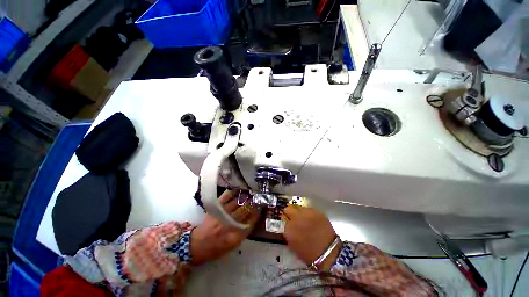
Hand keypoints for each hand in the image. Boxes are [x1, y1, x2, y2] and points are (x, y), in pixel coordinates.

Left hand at [190, 190, 259, 264]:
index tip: (261, 208)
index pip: (250, 222)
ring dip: (245, 197)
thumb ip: (243, 233)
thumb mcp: (232, 246)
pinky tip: (237, 190)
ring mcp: (222, 215)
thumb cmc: (216, 249)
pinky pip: (225, 197)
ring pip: (237, 203)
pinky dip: (232, 192)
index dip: (257, 214)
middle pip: (244, 211)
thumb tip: (252, 220)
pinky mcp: (215, 209)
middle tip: (258, 197)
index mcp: (235, 237)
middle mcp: (229, 225)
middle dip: (253, 203)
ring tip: (250, 192)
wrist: (196, 245)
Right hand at [283, 205, 340, 270]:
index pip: (282, 217)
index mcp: (289, 229)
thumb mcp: (293, 245)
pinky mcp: (316, 211)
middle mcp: (296, 218)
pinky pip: (308, 209)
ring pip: (298, 207)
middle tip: (293, 217)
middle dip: (290, 212)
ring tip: (303, 218)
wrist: (329, 253)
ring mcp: (307, 213)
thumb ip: (288, 232)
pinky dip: (307, 213)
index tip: (287, 221)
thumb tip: (287, 224)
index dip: (285, 220)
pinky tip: (311, 219)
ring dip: (299, 212)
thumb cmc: (309, 254)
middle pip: (288, 208)